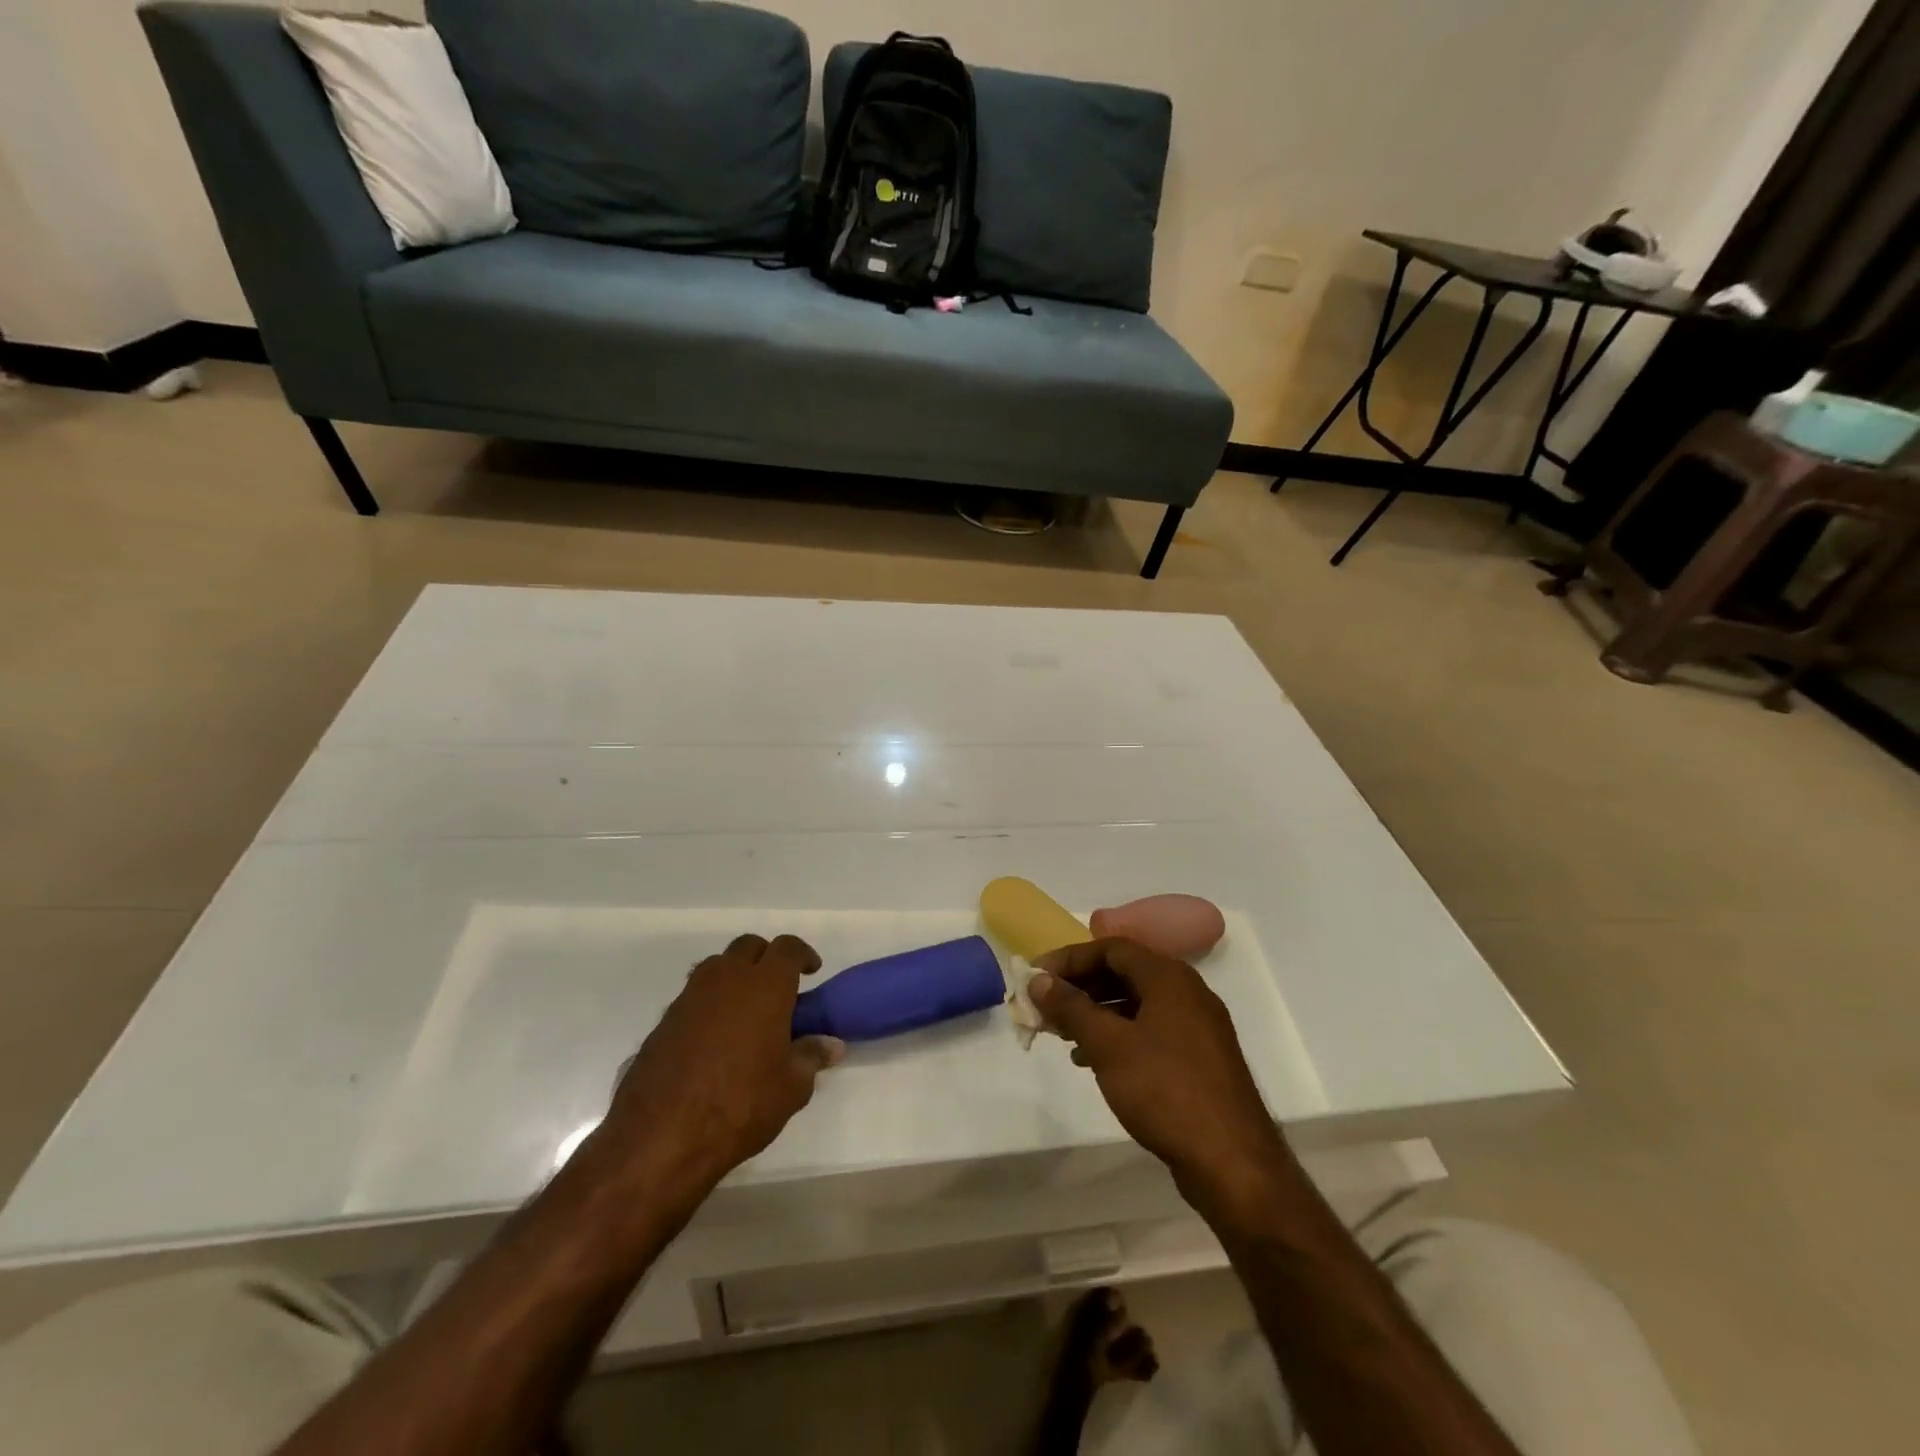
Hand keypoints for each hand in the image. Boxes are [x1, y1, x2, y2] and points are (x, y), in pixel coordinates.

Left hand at [598, 934, 844, 1210]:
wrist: (660, 1137)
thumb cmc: (740, 1105)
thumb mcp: (791, 1088)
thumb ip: (811, 1057)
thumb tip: (831, 1044)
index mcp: (764, 986)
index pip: (787, 948)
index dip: (803, 955)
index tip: (811, 971)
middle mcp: (726, 979)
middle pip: (749, 947)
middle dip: (767, 958)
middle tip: (779, 988)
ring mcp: (690, 997)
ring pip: (717, 967)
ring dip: (735, 977)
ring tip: (746, 1011)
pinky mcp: (664, 1021)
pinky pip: (694, 996)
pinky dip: (710, 1004)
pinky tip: (715, 1039)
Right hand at [1031, 938, 1288, 1214]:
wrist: (1232, 1162)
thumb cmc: (1164, 1090)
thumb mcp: (1108, 1045)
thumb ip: (1071, 1007)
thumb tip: (1039, 980)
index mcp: (1168, 977)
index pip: (1111, 948)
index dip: (1069, 958)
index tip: (1037, 977)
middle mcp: (1187, 991)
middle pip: (1124, 972)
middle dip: (1081, 986)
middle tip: (1046, 1006)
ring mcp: (1198, 1026)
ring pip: (1137, 1003)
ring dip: (1097, 1013)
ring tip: (1063, 1035)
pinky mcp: (1200, 1058)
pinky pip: (1151, 1030)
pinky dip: (1119, 1035)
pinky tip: (1094, 1061)